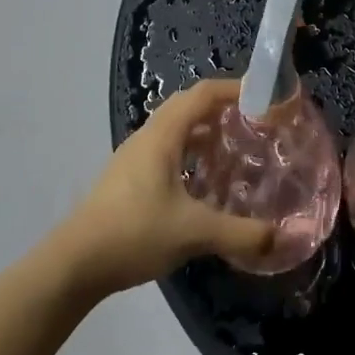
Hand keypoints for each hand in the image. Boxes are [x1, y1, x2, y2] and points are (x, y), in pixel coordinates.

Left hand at [55, 78, 276, 296]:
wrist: (72, 266)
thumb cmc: (134, 233)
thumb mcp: (194, 232)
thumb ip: (242, 234)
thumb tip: (282, 238)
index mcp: (163, 136)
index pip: (203, 94)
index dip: (235, 88)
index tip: (266, 97)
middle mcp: (147, 137)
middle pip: (189, 106)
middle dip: (223, 108)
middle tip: (256, 122)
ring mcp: (134, 158)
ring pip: (176, 129)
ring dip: (206, 131)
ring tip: (237, 148)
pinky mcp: (127, 179)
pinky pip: (167, 150)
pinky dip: (191, 153)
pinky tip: (205, 181)